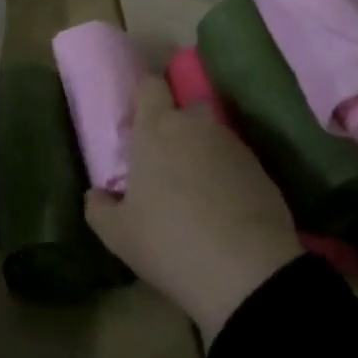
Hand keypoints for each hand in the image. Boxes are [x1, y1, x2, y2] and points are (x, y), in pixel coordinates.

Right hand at [84, 76, 301, 343]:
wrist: (249, 272)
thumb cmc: (171, 242)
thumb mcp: (119, 235)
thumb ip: (99, 208)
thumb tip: (96, 195)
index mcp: (156, 127)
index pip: (150, 84)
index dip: (141, 101)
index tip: (134, 132)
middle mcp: (195, 125)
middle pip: (183, 108)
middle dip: (174, 127)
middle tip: (163, 166)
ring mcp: (232, 145)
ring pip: (210, 135)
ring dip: (201, 153)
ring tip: (195, 195)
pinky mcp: (261, 169)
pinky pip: (235, 161)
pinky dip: (226, 176)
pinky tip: (223, 212)